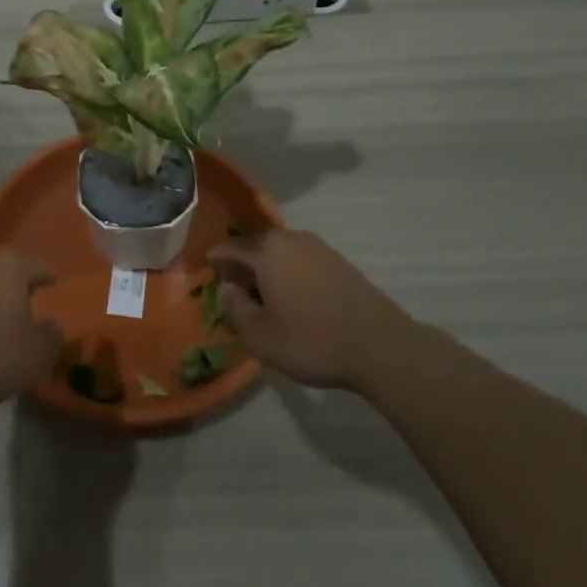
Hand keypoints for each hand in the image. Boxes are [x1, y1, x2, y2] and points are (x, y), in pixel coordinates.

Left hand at [0, 247, 63, 407]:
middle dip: (15, 282)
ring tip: (1, 315)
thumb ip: (53, 333)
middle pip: (4, 270)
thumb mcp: (40, 350)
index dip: (47, 275)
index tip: (55, 279)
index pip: (36, 266)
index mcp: (10, 265)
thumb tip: (52, 324)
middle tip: (28, 296)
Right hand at [210, 229, 414, 390]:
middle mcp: (289, 240)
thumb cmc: (312, 341)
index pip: (230, 249)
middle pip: (255, 245)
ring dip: (266, 264)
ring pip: (279, 249)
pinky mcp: (337, 260)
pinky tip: (291, 290)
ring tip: (261, 289)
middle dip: (241, 261)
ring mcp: (317, 247)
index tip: (207, 266)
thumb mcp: (261, 337)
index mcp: (265, 253)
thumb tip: (226, 288)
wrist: (380, 346)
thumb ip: (235, 308)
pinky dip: (288, 268)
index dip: (216, 259)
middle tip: (233, 282)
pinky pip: (300, 257)